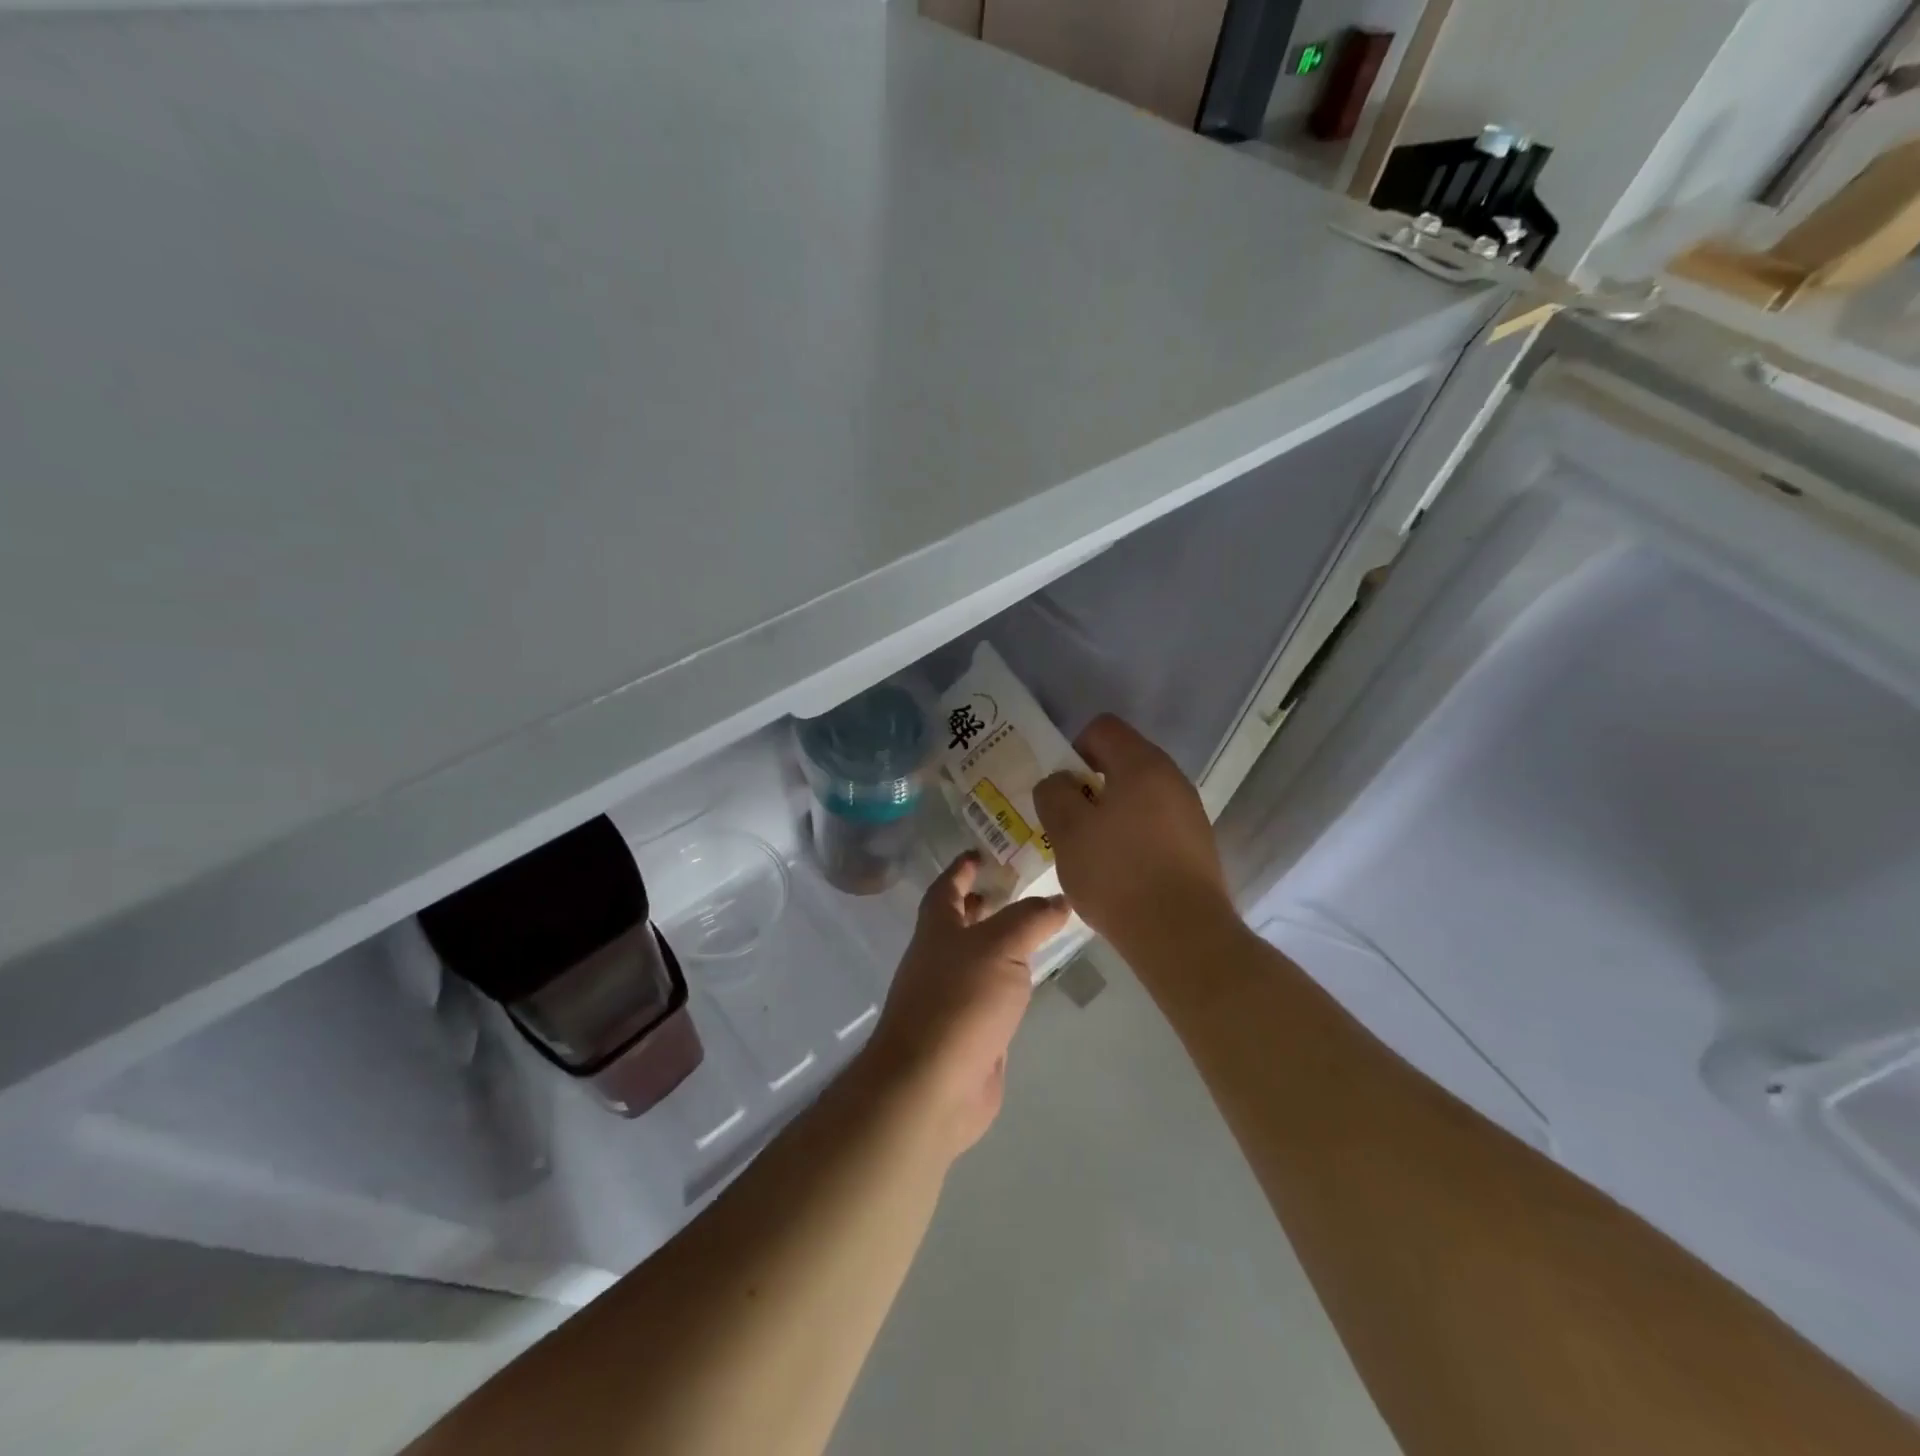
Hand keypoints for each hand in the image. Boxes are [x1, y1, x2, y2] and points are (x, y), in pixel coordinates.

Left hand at [863, 853, 1070, 1159]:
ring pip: (979, 958)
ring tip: (1036, 927)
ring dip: (999, 941)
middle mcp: (940, 957)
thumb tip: (1059, 900)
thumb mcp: (1000, 946)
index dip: (962, 867)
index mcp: (937, 928)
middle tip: (1017, 887)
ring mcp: (953, 997)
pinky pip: (992, 994)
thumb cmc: (960, 1000)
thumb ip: (1031, 919)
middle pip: (960, 921)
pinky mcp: (970, 1031)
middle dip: (982, 902)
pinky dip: (1009, 980)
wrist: (933, 1084)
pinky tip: (1032, 978)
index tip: (980, 852)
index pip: (947, 886)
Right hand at [1033, 714, 1234, 955]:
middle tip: (1068, 822)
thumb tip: (1060, 783)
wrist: (1182, 935)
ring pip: (1138, 796)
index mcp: (1142, 764)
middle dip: (1089, 785)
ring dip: (1110, 813)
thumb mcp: (1067, 831)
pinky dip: (1132, 836)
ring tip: (1091, 852)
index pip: (1102, 728)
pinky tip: (1120, 872)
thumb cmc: (1118, 874)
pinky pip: (1155, 824)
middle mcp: (1172, 778)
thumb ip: (1054, 794)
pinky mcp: (1197, 845)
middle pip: (1122, 761)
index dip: (1073, 748)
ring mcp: (1190, 812)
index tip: (1061, 788)